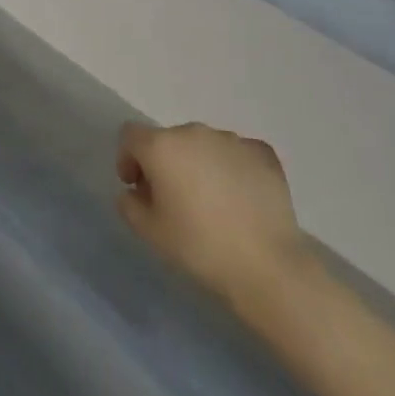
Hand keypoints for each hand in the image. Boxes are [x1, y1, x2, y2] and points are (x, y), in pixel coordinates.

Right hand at [117, 122, 307, 309]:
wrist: (267, 263)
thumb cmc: (199, 246)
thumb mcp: (150, 233)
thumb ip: (130, 205)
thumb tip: (135, 191)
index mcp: (163, 146)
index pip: (131, 135)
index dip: (127, 159)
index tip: (136, 188)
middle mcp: (195, 132)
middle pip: (169, 139)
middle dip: (165, 164)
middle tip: (173, 201)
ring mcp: (232, 139)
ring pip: (203, 145)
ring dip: (198, 165)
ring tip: (210, 203)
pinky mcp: (262, 152)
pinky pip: (235, 154)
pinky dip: (230, 170)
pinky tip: (239, 200)